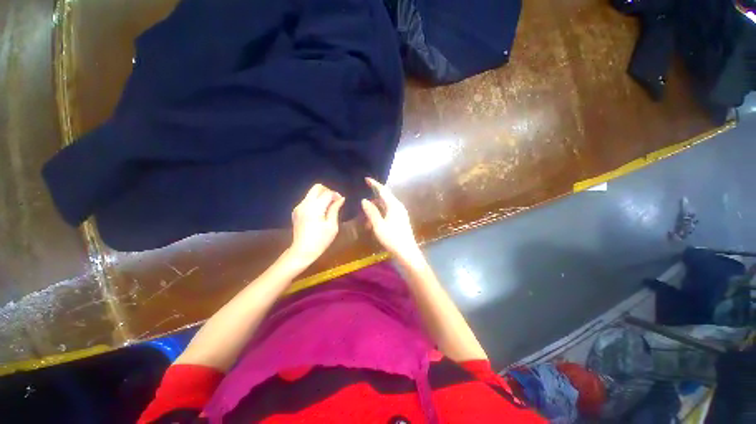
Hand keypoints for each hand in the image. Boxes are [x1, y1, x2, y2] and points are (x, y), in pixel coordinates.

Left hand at [288, 183, 344, 265]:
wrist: (302, 251)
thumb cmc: (320, 240)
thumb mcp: (332, 226)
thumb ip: (335, 209)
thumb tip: (341, 199)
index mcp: (315, 207)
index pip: (327, 193)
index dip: (336, 195)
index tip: (341, 201)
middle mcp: (305, 204)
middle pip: (317, 187)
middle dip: (327, 191)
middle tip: (334, 201)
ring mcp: (299, 207)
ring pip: (311, 193)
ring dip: (321, 196)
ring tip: (328, 208)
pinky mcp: (296, 211)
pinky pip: (308, 200)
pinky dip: (315, 201)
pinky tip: (320, 212)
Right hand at [361, 178, 422, 263]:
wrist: (407, 253)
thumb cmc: (392, 239)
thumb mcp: (378, 225)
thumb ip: (371, 212)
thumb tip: (364, 200)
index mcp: (394, 205)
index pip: (383, 190)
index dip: (374, 184)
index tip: (366, 179)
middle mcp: (398, 207)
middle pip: (384, 198)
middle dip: (372, 200)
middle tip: (362, 204)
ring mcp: (400, 213)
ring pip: (385, 207)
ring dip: (375, 211)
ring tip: (365, 220)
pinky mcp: (400, 220)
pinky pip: (388, 213)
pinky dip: (379, 216)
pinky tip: (373, 225)